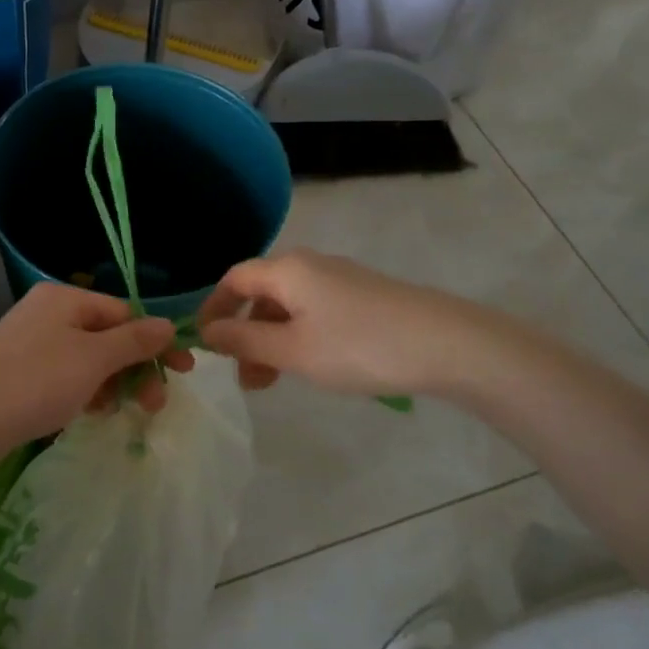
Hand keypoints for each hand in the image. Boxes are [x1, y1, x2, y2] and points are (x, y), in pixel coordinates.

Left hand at [0, 284, 192, 454]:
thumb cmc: (35, 381)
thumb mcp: (94, 359)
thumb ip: (134, 341)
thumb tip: (168, 325)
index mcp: (65, 298)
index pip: (124, 312)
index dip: (154, 341)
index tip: (182, 371)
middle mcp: (47, 315)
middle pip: (107, 337)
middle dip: (135, 368)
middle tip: (156, 405)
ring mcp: (31, 346)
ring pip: (87, 361)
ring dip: (112, 383)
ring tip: (122, 412)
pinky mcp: (19, 376)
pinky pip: (65, 378)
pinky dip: (85, 392)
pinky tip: (92, 413)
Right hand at [197, 250, 469, 397]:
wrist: (446, 345)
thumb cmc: (358, 346)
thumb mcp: (291, 350)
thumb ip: (244, 340)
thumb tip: (207, 332)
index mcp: (287, 270)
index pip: (234, 279)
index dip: (213, 308)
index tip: (202, 343)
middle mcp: (310, 266)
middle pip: (261, 295)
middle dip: (244, 334)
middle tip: (243, 377)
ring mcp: (340, 280)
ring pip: (289, 308)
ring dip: (271, 341)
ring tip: (273, 383)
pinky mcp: (363, 297)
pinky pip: (314, 313)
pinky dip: (298, 338)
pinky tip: (310, 367)